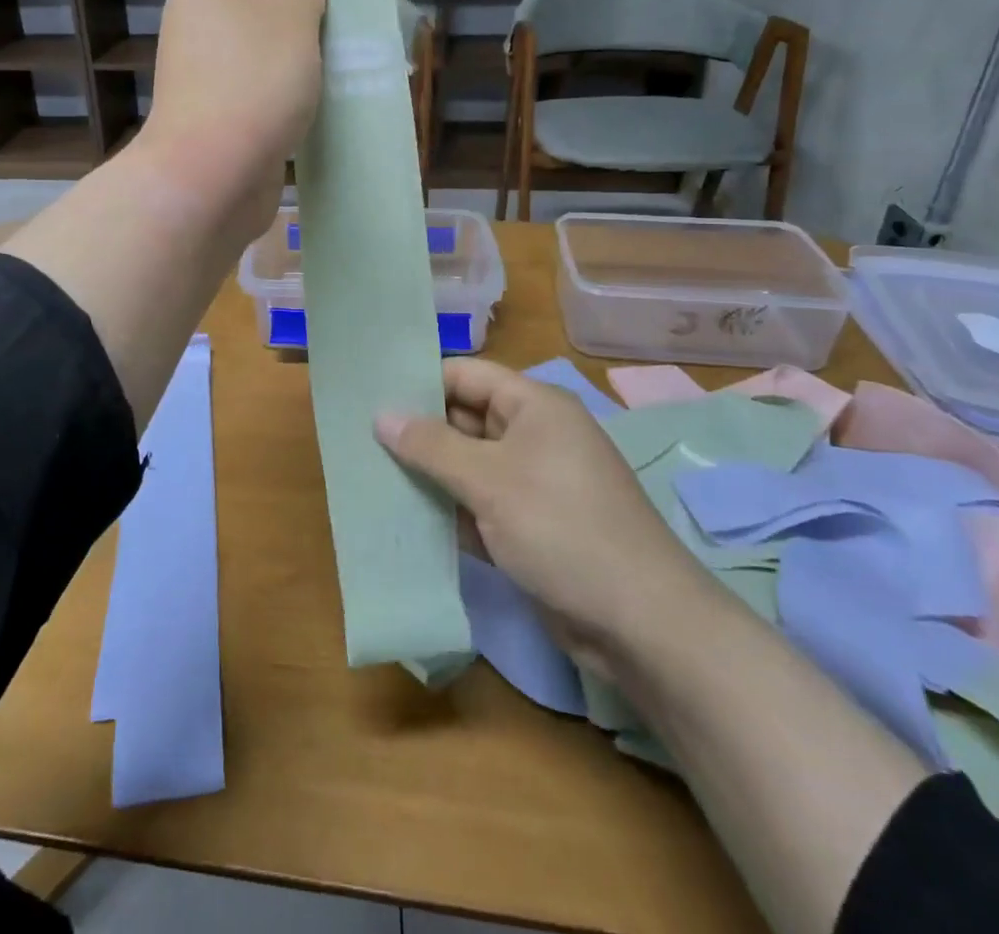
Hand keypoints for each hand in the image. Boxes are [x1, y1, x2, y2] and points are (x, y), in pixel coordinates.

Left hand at [138, 0, 331, 243]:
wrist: (209, 176)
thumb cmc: (252, 84)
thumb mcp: (292, 25)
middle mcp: (199, 17)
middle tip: (339, 5)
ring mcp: (206, 65)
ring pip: (257, 33)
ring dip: (298, 35)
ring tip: (339, 47)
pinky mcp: (218, 105)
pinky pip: (258, 72)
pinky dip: (288, 72)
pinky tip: (319, 89)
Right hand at [376, 357, 722, 683]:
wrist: (639, 622)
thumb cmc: (562, 527)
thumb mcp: (490, 479)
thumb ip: (431, 445)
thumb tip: (381, 414)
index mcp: (534, 406)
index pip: (465, 376)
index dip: (420, 382)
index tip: (369, 394)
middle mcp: (533, 436)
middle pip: (464, 420)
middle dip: (417, 431)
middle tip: (358, 438)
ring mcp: (532, 483)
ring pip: (467, 466)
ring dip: (428, 474)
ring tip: (368, 474)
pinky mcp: (528, 526)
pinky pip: (478, 504)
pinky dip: (448, 509)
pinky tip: (403, 517)